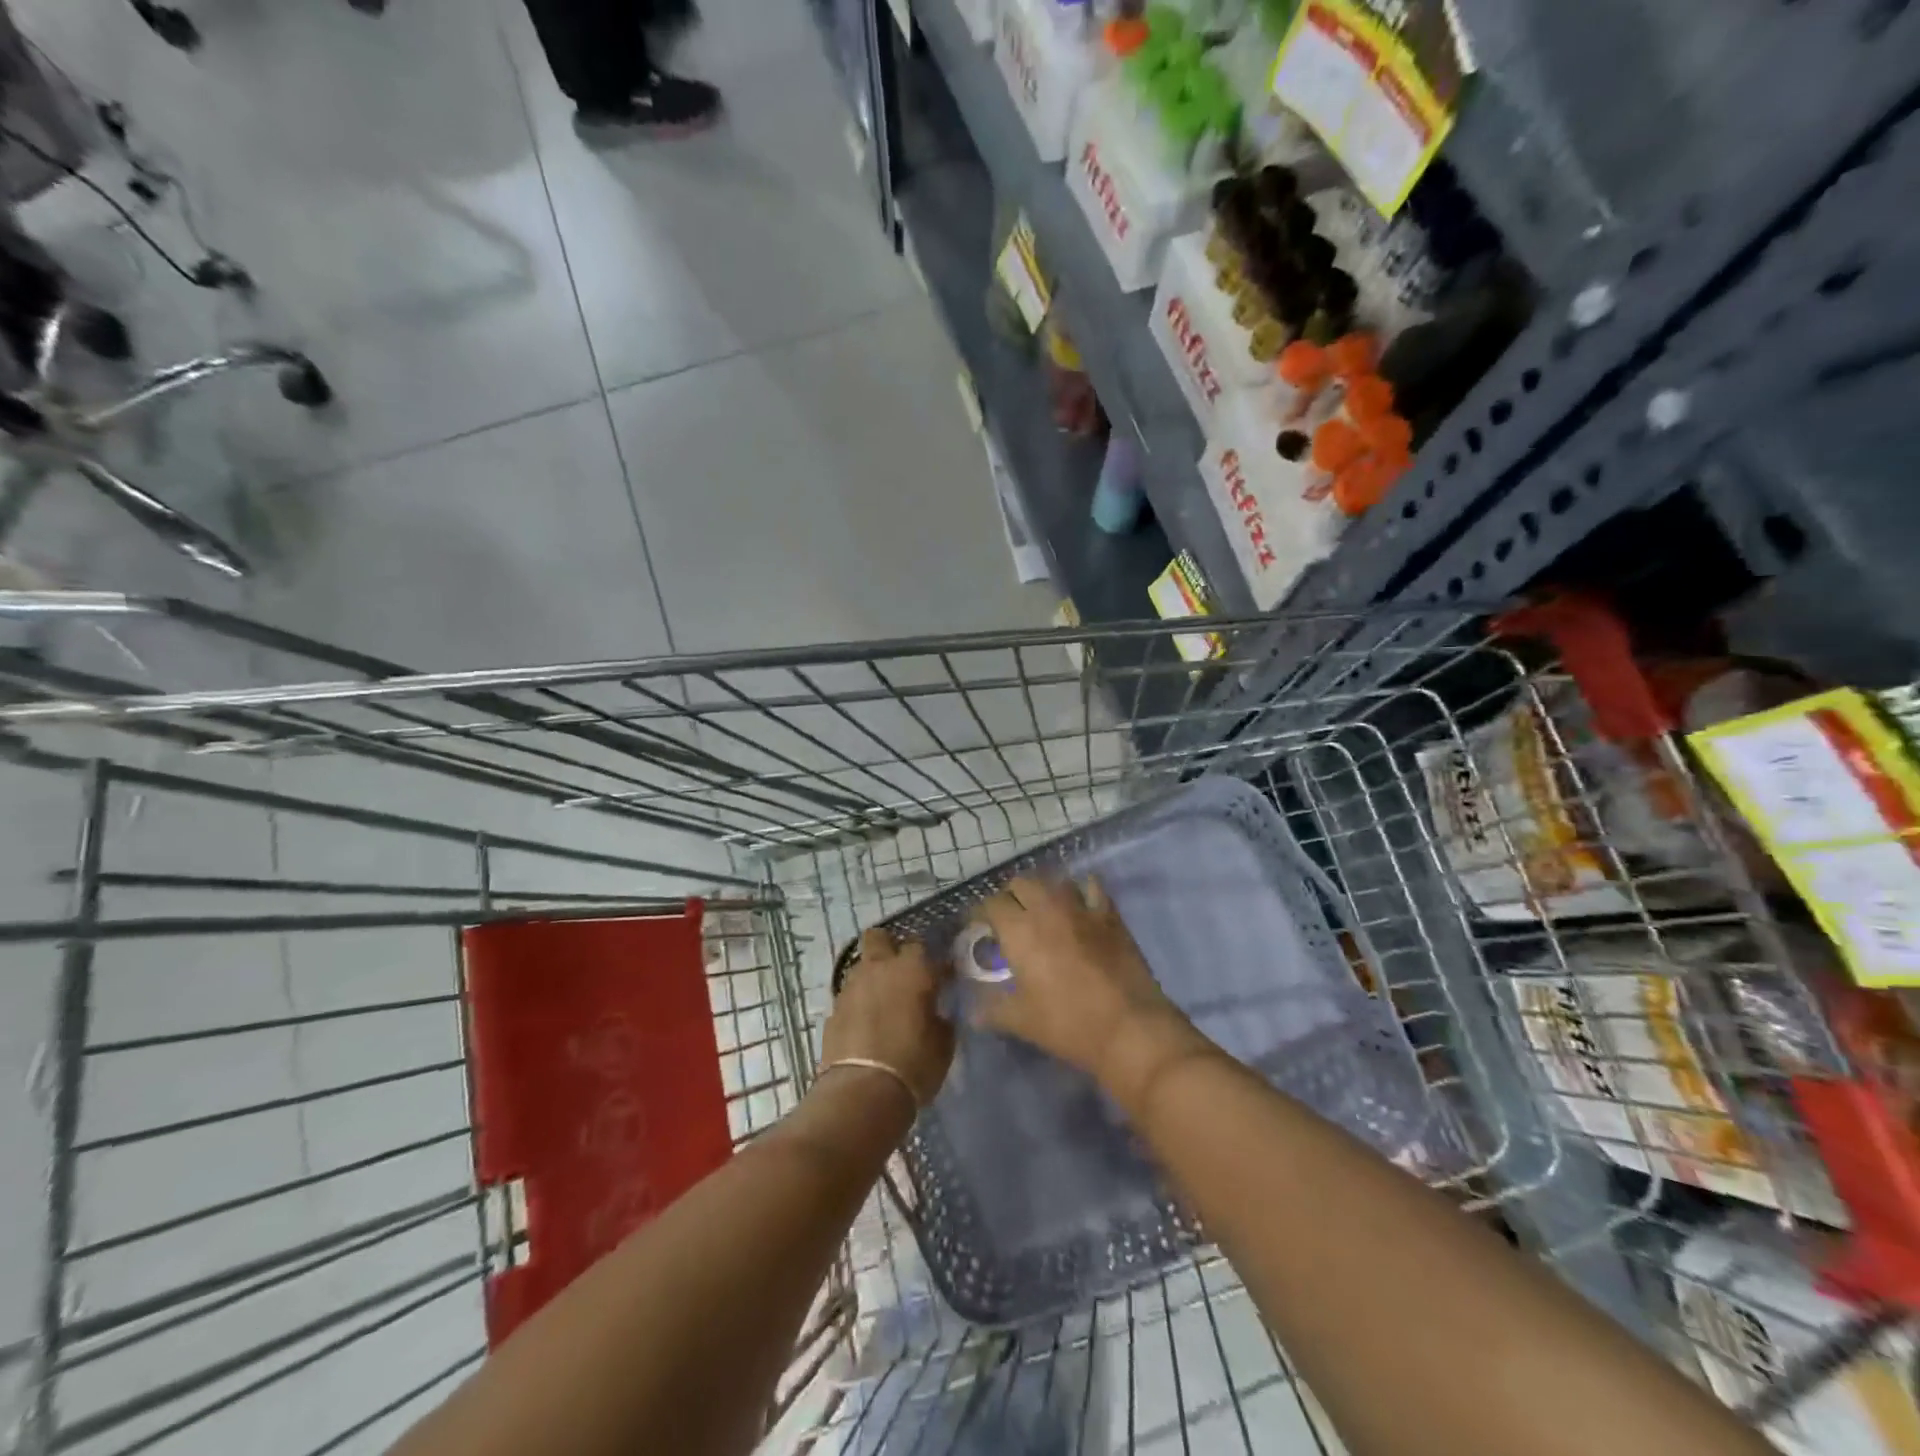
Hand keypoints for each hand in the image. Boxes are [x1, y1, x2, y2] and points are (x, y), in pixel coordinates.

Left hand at [821, 928, 954, 1107]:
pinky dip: (859, 1003)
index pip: (923, 946)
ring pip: (861, 966)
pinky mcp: (833, 1010)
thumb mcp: (944, 1042)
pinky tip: (867, 1024)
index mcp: (912, 969)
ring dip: (873, 976)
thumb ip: (940, 1016)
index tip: (940, 979)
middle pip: (879, 937)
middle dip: (890, 948)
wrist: (863, 1092)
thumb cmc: (914, 1063)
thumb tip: (936, 1011)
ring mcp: (851, 987)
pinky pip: (849, 995)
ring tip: (883, 1001)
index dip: (932, 962)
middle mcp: (879, 968)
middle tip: (902, 973)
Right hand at [976, 876, 1209, 1105]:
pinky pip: (1092, 887)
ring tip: (1043, 909)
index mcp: (1019, 930)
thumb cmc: (1067, 1023)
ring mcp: (1080, 907)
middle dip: (1011, 896)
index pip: (990, 904)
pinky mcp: (1108, 914)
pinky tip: (1080, 903)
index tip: (979, 926)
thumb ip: (992, 1010)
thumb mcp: (1021, 1021)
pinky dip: (1082, 889)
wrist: (1128, 1026)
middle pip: (1020, 883)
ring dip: (1044, 890)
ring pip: (1054, 880)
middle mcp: (1046, 908)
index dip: (981, 913)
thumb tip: (972, 1012)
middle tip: (1010, 918)